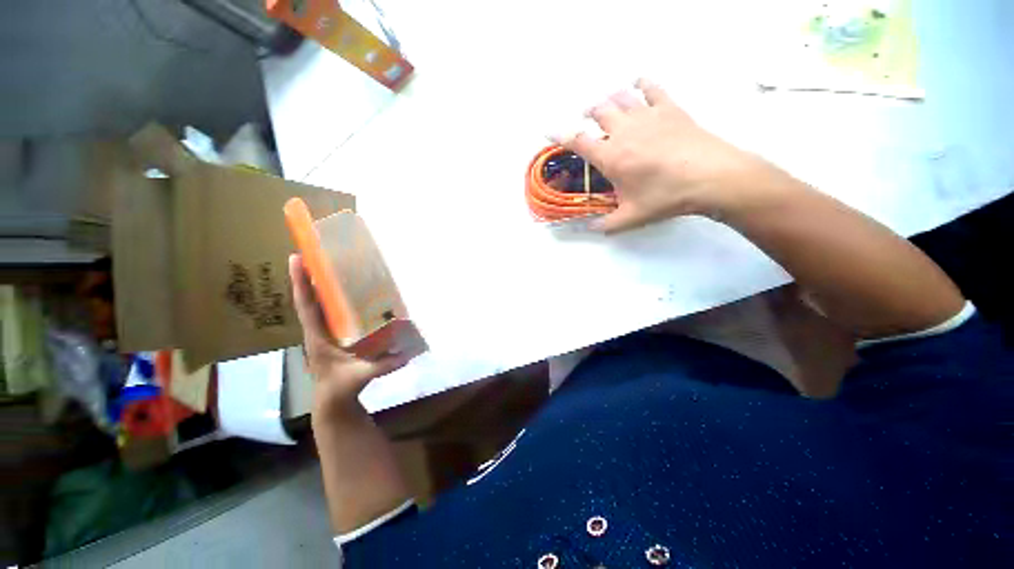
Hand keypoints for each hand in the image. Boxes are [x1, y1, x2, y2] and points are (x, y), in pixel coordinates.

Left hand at [288, 254, 409, 424]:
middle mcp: (318, 330)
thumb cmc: (341, 386)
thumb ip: (383, 366)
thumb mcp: (361, 376)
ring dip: (319, 285)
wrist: (333, 399)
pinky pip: (329, 312)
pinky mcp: (333, 334)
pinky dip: (331, 298)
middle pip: (309, 298)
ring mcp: (324, 332)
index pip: (307, 306)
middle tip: (318, 253)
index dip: (301, 283)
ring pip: (317, 304)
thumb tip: (406, 354)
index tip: (297, 258)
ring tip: (330, 265)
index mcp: (318, 336)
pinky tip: (346, 290)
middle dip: (309, 275)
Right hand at [556, 78, 786, 232]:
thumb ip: (606, 224)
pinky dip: (642, 84)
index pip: (578, 141)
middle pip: (599, 111)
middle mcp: (624, 131)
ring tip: (606, 103)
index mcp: (611, 157)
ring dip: (609, 98)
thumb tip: (590, 229)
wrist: (710, 177)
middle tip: (587, 117)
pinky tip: (638, 85)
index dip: (561, 136)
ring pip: (620, 97)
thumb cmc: (665, 198)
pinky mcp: (669, 108)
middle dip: (588, 113)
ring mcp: (647, 116)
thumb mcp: (631, 217)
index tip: (550, 132)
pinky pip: (652, 88)